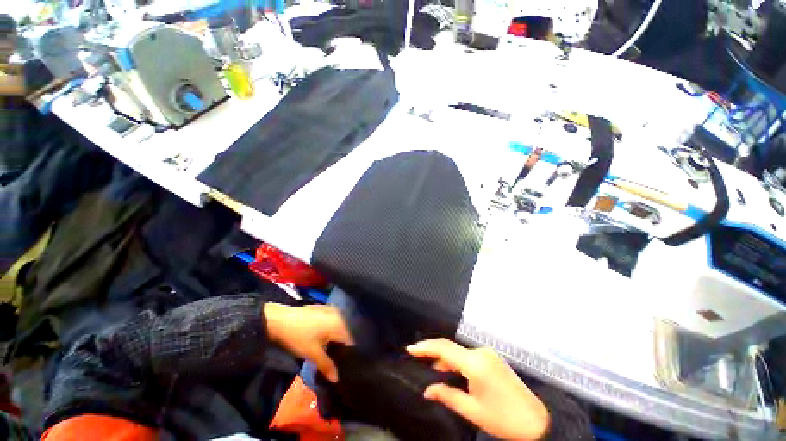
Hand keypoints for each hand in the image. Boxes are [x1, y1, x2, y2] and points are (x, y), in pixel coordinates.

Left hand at [264, 303, 352, 382]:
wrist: (279, 319)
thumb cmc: (298, 336)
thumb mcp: (312, 353)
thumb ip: (327, 365)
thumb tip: (337, 379)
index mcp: (340, 324)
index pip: (354, 338)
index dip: (354, 352)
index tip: (352, 363)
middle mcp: (340, 314)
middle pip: (350, 331)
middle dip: (348, 345)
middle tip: (345, 359)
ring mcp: (333, 310)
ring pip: (344, 325)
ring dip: (342, 337)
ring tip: (338, 350)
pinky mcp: (326, 309)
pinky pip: (338, 320)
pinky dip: (337, 329)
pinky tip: (331, 338)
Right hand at [407, 339, 549, 440]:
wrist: (537, 421)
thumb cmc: (503, 419)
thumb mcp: (473, 410)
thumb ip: (448, 395)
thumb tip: (427, 390)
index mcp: (475, 363)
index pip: (444, 349)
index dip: (425, 347)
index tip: (410, 349)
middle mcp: (481, 352)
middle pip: (451, 348)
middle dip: (434, 353)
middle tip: (418, 359)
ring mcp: (488, 354)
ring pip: (459, 352)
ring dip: (446, 360)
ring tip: (433, 371)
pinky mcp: (493, 358)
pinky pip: (469, 356)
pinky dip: (457, 362)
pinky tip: (452, 373)